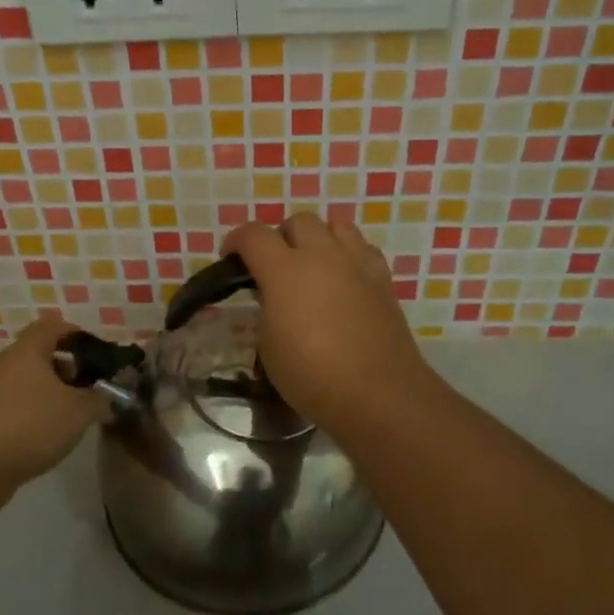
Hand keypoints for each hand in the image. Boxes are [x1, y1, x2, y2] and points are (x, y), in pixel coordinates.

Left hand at [0, 316, 109, 494]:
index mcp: (27, 351)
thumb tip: (107, 397)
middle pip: (34, 355)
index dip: (73, 334)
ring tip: (61, 420)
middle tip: (80, 392)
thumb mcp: (79, 412)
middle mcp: (0, 363)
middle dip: (60, 370)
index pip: (51, 327)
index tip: (91, 352)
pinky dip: (23, 413)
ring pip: (19, 382)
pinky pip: (4, 405)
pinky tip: (35, 438)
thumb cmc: (30, 424)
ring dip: (41, 394)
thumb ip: (99, 400)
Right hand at [221, 213, 432, 432]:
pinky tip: (344, 279)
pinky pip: (363, 248)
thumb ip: (266, 310)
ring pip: (336, 224)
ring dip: (319, 238)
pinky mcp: (383, 279)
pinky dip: (349, 255)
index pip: (253, 235)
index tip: (230, 258)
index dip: (236, 241)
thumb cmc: (312, 374)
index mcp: (285, 270)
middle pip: (299, 221)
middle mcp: (322, 256)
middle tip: (274, 265)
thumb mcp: (268, 346)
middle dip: (281, 236)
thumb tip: (273, 297)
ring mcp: (357, 263)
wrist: (377, 393)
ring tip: (313, 265)